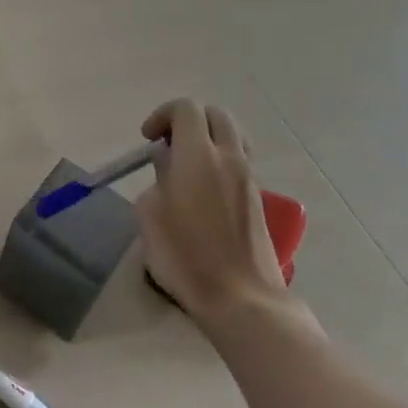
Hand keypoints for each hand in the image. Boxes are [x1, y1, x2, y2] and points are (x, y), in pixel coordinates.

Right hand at [136, 99, 290, 330]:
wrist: (241, 299)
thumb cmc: (185, 255)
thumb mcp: (151, 213)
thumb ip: (158, 178)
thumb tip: (167, 165)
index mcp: (198, 155)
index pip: (186, 109)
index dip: (163, 115)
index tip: (148, 139)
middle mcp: (228, 158)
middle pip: (216, 115)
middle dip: (190, 121)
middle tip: (170, 145)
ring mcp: (249, 179)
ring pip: (233, 138)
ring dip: (209, 141)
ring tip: (189, 168)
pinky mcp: (259, 201)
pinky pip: (240, 164)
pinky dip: (222, 163)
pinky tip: (205, 194)